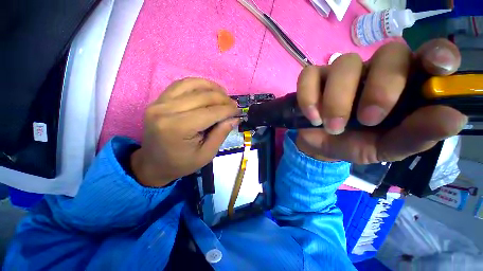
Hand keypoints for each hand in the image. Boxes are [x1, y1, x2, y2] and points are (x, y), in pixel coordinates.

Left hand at [130, 78, 239, 186]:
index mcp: (178, 128)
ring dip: (212, 87)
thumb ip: (221, 134)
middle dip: (223, 99)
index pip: (210, 112)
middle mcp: (166, 111)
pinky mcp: (158, 100)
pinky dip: (198, 84)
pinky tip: (208, 90)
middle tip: (233, 105)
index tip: (239, 111)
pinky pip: (181, 84)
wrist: (153, 163)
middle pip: (202, 96)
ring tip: (223, 95)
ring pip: (192, 85)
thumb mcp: (206, 154)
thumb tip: (235, 118)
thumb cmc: (181, 163)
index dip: (228, 110)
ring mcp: (160, 103)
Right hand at [296, 39, 466, 162]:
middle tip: (367, 119)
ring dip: (337, 100)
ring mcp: (339, 72)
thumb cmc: (356, 144)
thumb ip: (417, 135)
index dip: (438, 54)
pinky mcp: (312, 79)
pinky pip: (308, 76)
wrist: (321, 144)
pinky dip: (308, 97)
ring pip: (344, 64)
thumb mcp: (388, 148)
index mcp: (403, 85)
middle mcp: (374, 70)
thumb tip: (455, 117)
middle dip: (380, 88)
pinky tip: (312, 116)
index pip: (429, 56)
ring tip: (332, 126)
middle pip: (388, 53)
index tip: (439, 68)